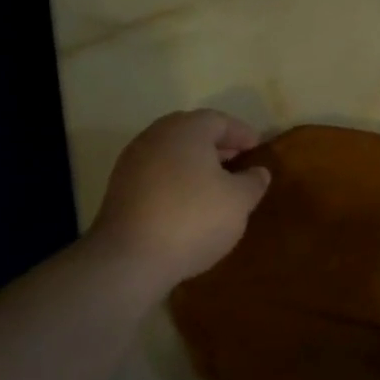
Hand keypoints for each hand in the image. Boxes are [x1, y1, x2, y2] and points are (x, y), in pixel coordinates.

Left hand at [88, 110, 271, 295]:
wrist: (130, 258)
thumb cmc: (194, 218)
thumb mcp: (239, 201)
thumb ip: (252, 181)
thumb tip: (257, 172)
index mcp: (186, 130)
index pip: (219, 121)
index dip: (242, 133)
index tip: (258, 148)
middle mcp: (155, 137)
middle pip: (192, 133)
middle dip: (218, 146)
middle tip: (239, 163)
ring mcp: (133, 162)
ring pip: (172, 153)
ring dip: (196, 164)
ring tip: (218, 186)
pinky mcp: (120, 188)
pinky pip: (157, 174)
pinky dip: (177, 180)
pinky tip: (191, 203)